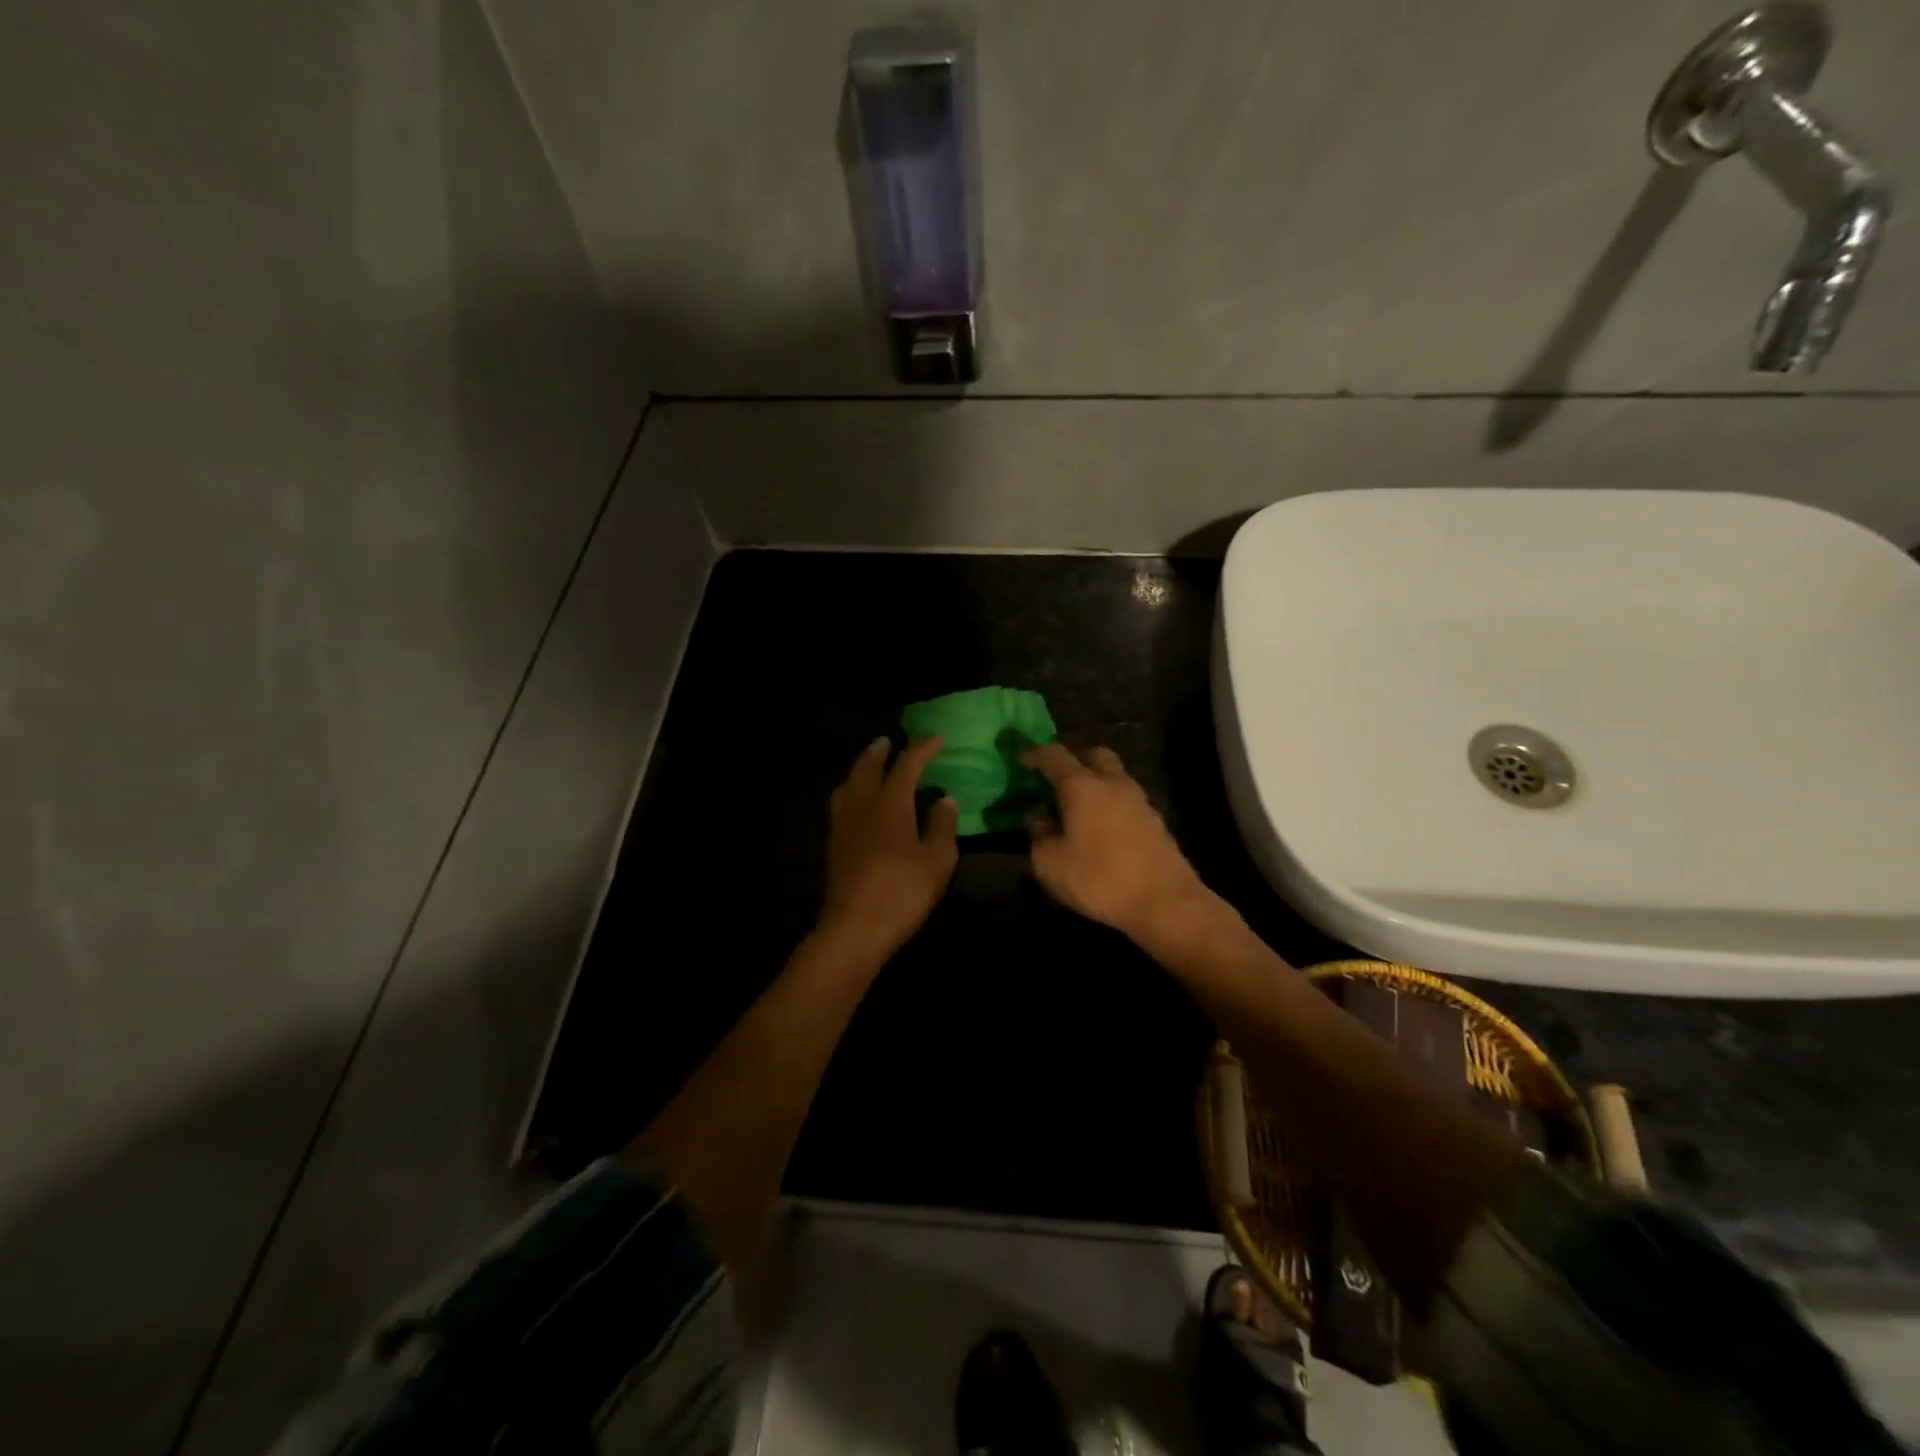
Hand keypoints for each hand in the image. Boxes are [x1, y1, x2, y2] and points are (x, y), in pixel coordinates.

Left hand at [817, 737, 959, 960]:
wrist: (854, 929)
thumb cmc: (902, 892)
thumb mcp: (937, 861)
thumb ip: (942, 826)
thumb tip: (945, 799)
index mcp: (890, 805)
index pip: (906, 766)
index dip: (922, 749)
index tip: (937, 740)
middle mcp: (862, 807)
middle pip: (866, 768)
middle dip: (879, 752)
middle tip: (888, 742)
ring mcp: (843, 826)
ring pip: (848, 785)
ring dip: (859, 770)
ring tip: (869, 768)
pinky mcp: (834, 846)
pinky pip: (841, 805)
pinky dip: (851, 793)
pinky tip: (859, 805)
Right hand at [1023, 744, 1215, 945]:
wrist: (1165, 901)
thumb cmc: (1099, 878)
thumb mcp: (1051, 863)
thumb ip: (1038, 835)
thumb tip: (1038, 817)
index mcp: (1082, 786)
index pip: (1055, 755)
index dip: (1035, 754)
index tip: (1022, 757)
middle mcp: (1113, 783)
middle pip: (1094, 755)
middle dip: (1074, 760)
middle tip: (1057, 779)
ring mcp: (1139, 801)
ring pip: (1114, 777)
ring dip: (1095, 784)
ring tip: (1078, 808)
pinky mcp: (1156, 822)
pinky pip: (1126, 801)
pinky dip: (1110, 805)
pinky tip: (1101, 829)